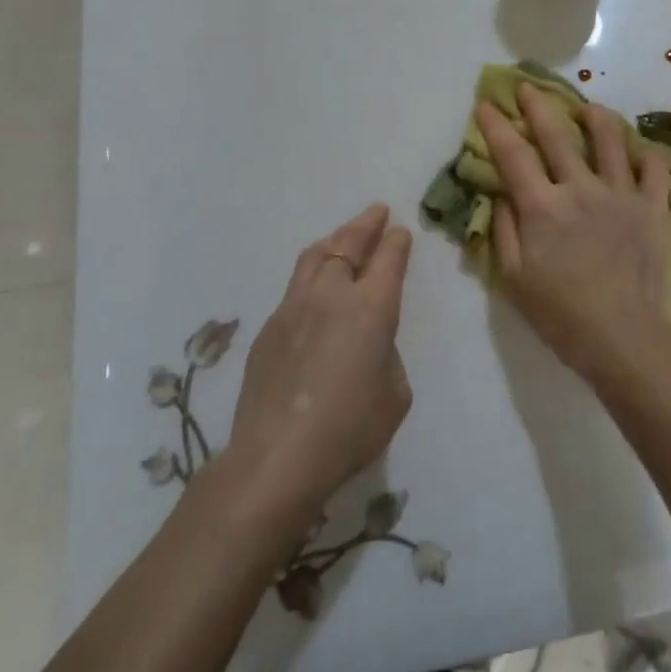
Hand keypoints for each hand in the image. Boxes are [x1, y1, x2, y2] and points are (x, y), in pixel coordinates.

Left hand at [221, 204, 412, 519]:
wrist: (276, 459)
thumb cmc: (349, 430)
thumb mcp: (395, 394)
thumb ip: (387, 354)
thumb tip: (369, 343)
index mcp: (372, 307)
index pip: (388, 257)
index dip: (397, 241)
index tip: (401, 231)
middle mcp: (332, 294)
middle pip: (348, 243)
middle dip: (366, 224)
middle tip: (377, 212)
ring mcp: (294, 306)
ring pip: (315, 256)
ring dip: (335, 239)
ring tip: (344, 235)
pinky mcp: (269, 327)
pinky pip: (295, 285)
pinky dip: (312, 272)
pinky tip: (315, 286)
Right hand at [476, 85, 670, 382]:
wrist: (625, 338)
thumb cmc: (561, 315)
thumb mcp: (514, 279)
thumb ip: (505, 230)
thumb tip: (503, 193)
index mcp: (543, 206)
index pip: (512, 154)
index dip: (496, 126)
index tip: (487, 104)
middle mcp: (580, 188)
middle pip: (556, 134)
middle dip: (538, 105)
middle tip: (529, 87)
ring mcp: (621, 194)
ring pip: (610, 140)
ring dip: (595, 117)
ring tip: (588, 108)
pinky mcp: (652, 208)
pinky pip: (654, 171)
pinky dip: (646, 157)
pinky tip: (638, 153)